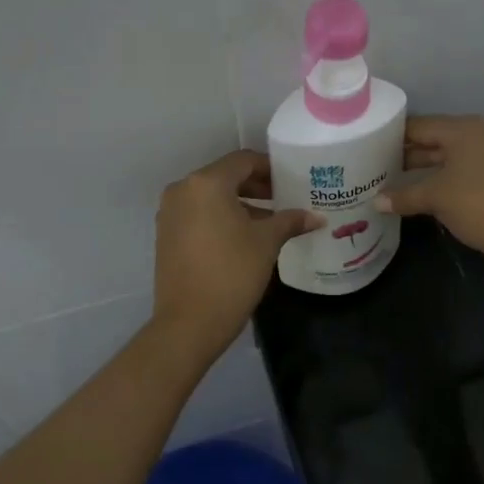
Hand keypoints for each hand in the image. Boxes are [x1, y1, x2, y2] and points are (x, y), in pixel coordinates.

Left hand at [153, 151, 319, 353]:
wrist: (189, 322)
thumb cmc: (232, 273)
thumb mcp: (266, 243)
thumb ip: (290, 221)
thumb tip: (316, 217)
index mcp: (206, 183)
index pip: (243, 161)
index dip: (270, 168)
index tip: (291, 181)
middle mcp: (182, 190)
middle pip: (225, 177)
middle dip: (256, 187)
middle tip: (285, 199)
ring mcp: (170, 213)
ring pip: (211, 198)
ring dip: (240, 204)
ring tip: (270, 222)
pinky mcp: (166, 236)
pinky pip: (198, 215)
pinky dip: (221, 218)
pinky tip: (244, 238)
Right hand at [376, 115, 483, 263]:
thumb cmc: (477, 204)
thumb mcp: (435, 198)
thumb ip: (404, 196)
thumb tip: (376, 202)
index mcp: (463, 129)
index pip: (420, 125)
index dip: (394, 136)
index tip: (370, 147)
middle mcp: (480, 133)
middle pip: (436, 138)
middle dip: (409, 152)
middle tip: (380, 165)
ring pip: (451, 154)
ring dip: (427, 166)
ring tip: (398, 178)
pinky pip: (466, 166)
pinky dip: (446, 175)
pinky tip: (429, 189)